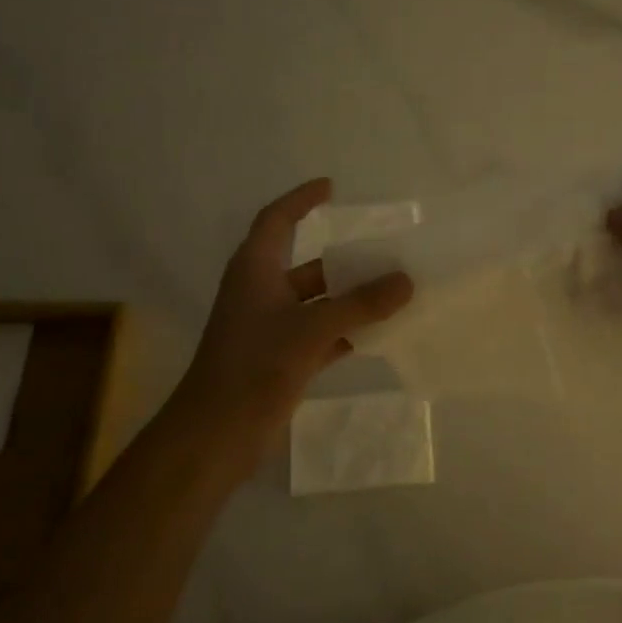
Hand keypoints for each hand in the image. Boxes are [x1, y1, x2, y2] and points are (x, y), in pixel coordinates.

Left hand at [173, 178, 412, 447]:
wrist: (215, 434)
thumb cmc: (254, 366)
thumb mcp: (311, 329)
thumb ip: (360, 304)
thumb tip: (406, 280)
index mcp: (255, 270)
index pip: (277, 220)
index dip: (301, 200)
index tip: (331, 188)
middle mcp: (261, 293)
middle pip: (308, 266)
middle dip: (346, 261)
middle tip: (387, 255)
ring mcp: (269, 329)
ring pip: (317, 303)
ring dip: (351, 300)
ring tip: (394, 293)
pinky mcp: (279, 359)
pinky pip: (320, 335)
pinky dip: (346, 332)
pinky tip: (379, 334)